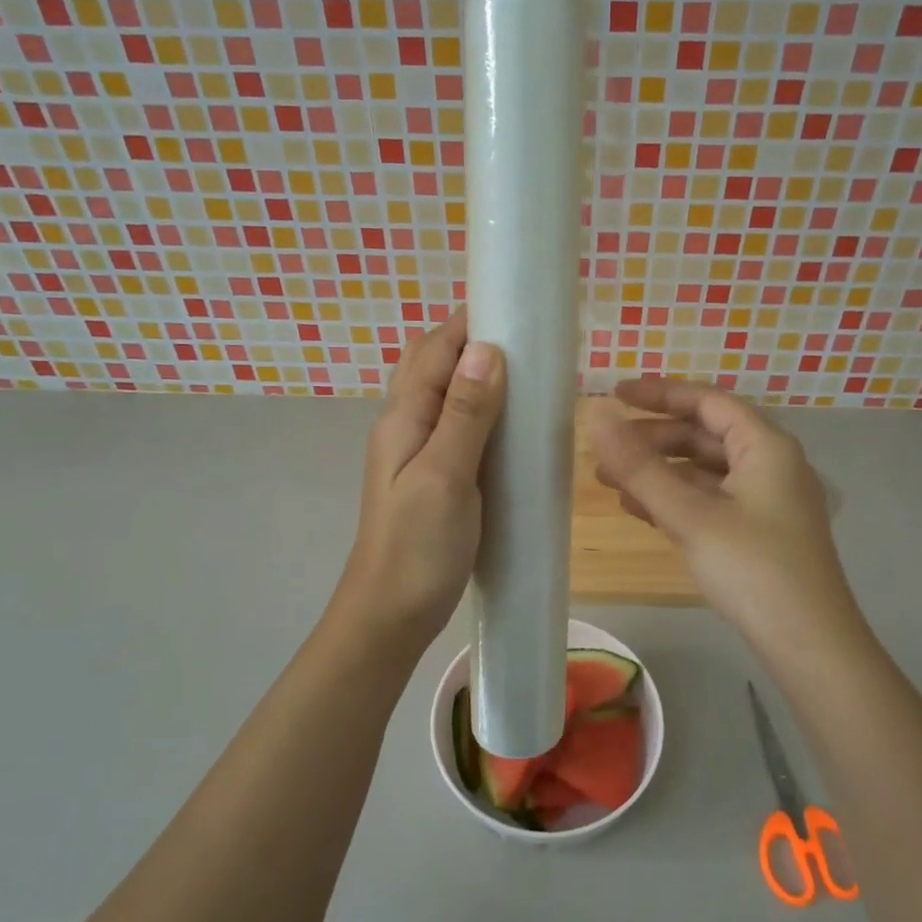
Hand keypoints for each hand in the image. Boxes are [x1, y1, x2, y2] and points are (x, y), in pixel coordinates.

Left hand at [336, 311, 505, 644]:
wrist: (390, 613)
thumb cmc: (417, 547)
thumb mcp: (445, 476)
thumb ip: (465, 414)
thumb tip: (487, 348)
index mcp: (404, 417)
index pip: (436, 348)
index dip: (472, 321)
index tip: (520, 307)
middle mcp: (406, 425)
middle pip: (435, 365)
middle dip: (476, 342)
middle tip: (531, 340)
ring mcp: (418, 452)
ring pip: (447, 396)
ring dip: (481, 376)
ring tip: (531, 373)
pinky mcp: (435, 477)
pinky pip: (459, 428)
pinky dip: (484, 412)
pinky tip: (514, 424)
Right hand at [587, 378, 863, 654]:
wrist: (808, 644)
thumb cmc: (751, 568)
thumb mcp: (689, 514)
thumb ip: (640, 466)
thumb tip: (597, 416)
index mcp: (765, 446)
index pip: (707, 401)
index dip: (659, 394)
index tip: (614, 394)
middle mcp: (770, 464)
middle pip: (704, 435)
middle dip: (652, 439)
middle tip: (605, 450)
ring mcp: (766, 501)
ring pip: (704, 471)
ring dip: (658, 472)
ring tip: (610, 482)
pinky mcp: (758, 532)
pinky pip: (710, 500)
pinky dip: (675, 499)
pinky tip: (640, 510)